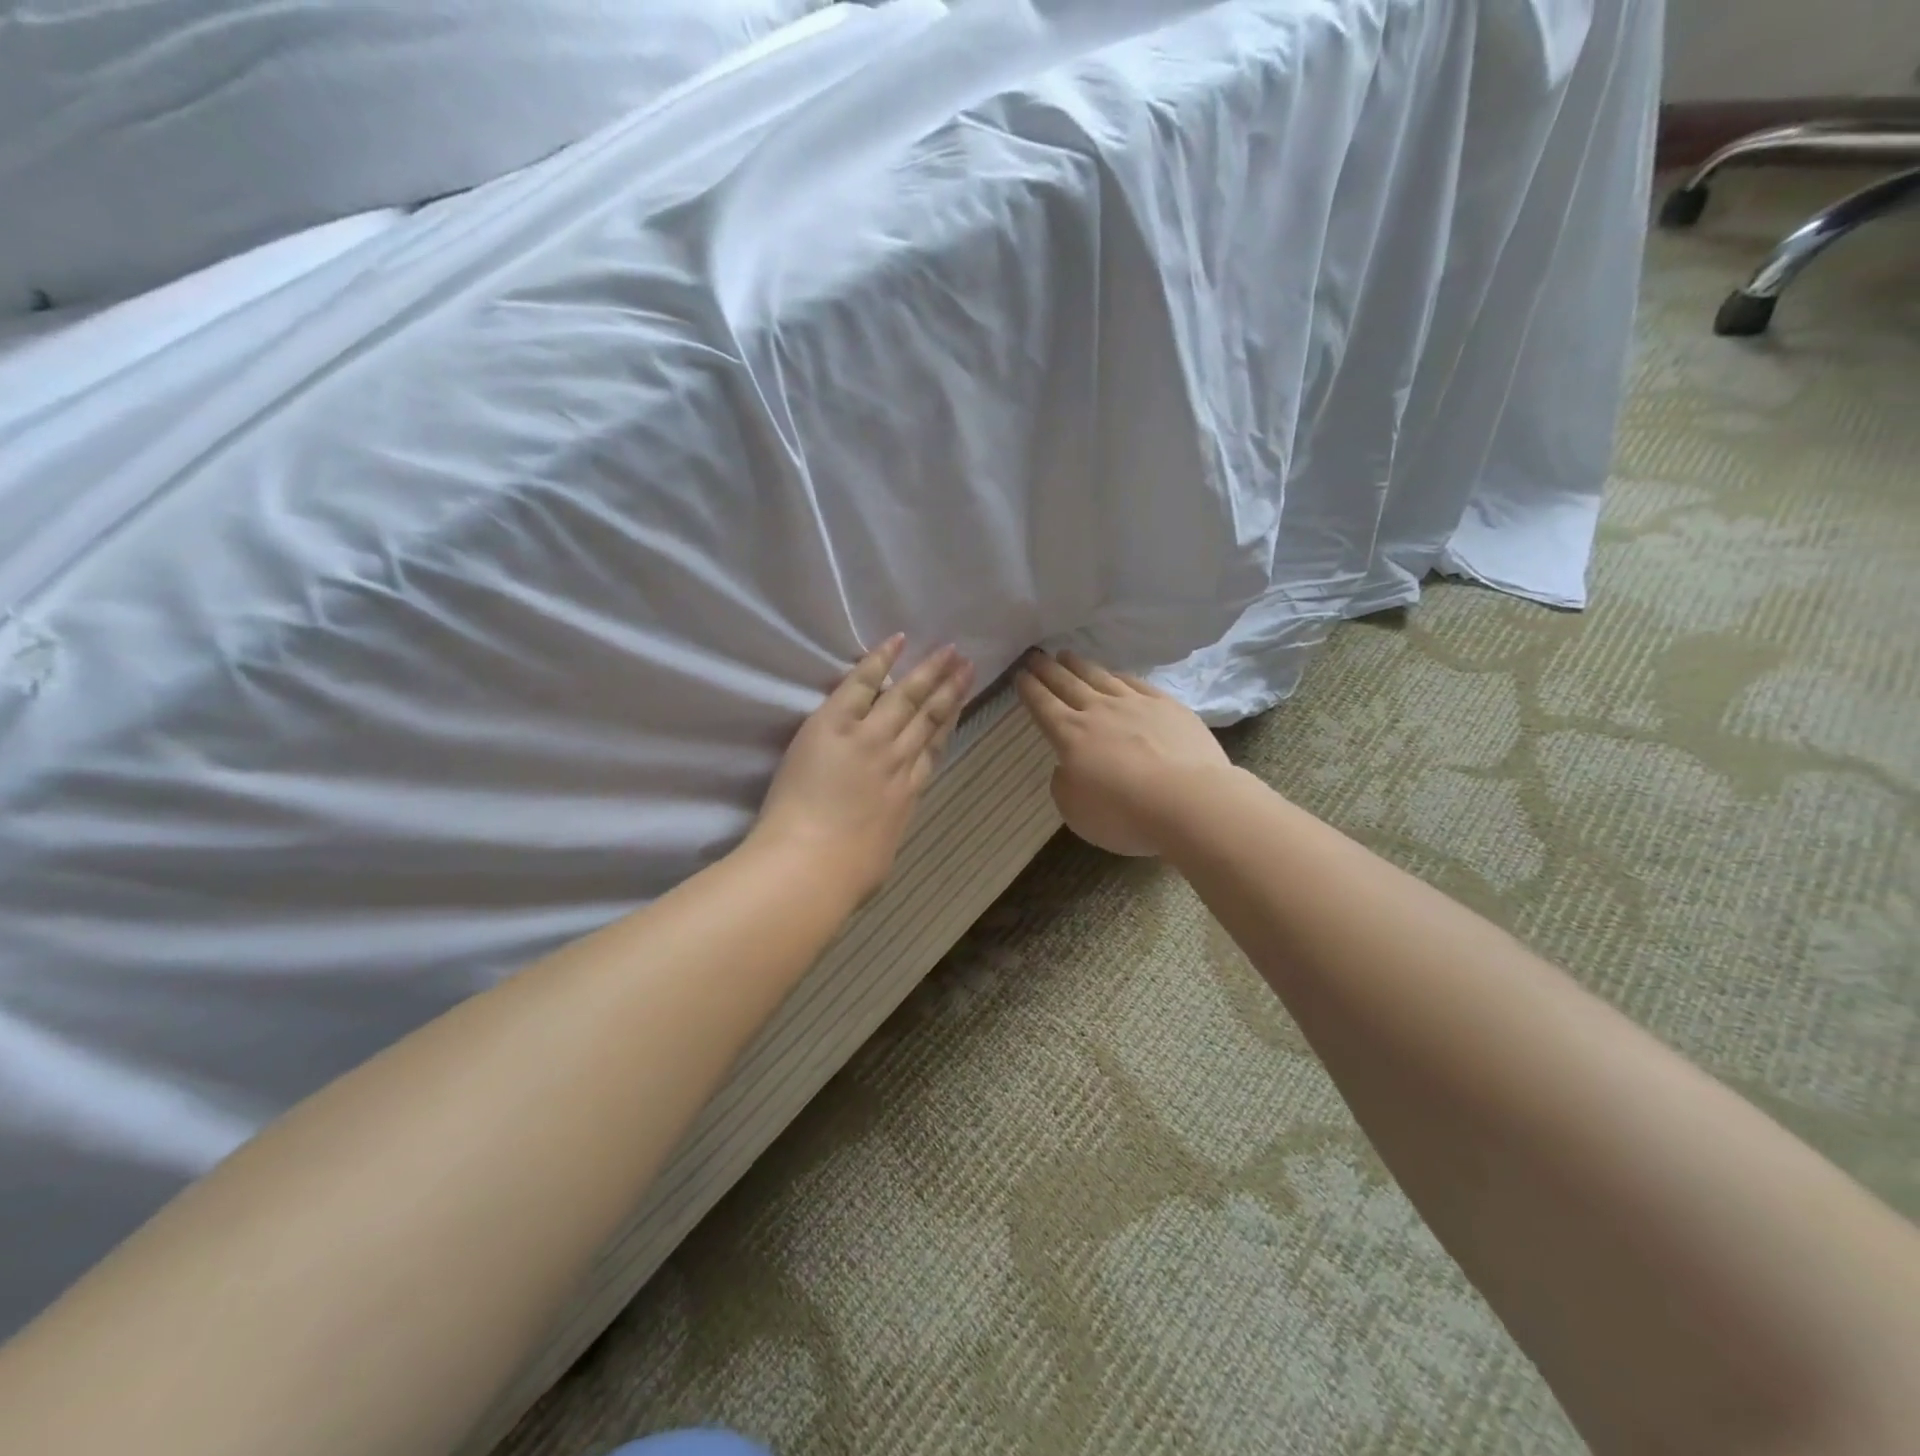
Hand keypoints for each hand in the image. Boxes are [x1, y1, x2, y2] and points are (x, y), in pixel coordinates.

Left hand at [750, 635, 974, 901]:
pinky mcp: (836, 726)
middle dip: (949, 690)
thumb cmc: (847, 876)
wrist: (814, 865)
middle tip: (967, 664)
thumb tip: (880, 835)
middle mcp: (897, 760)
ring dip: (928, 672)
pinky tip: (896, 642)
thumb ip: (883, 835)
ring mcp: (870, 740)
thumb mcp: (879, 857)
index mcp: (907, 794)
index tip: (961, 704)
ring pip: (906, 698)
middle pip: (929, 718)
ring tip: (949, 651)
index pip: (933, 749)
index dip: (950, 722)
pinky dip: (879, 662)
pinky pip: (861, 685)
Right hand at [1017, 650, 1231, 856]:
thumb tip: (1068, 767)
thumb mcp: (1075, 811)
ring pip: (1101, 677)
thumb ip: (1064, 785)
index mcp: (1070, 736)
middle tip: (1035, 655)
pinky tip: (1116, 673)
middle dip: (1048, 669)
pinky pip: (1136, 683)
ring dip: (1080, 665)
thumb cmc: (1124, 814)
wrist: (1188, 801)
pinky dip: (1120, 675)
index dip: (1029, 689)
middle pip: (1067, 684)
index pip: (1043, 706)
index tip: (1020, 674)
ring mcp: (1135, 704)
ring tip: (1068, 655)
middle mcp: (1099, 711)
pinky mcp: (1167, 706)